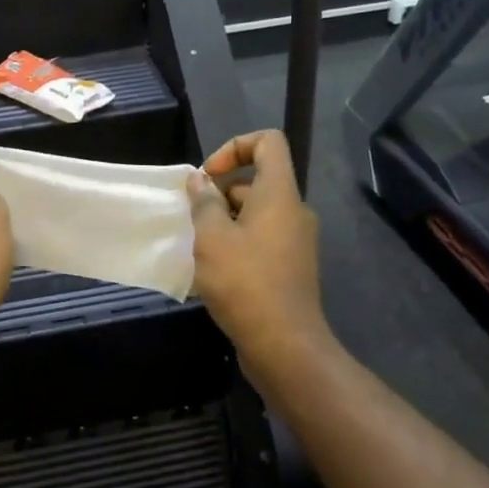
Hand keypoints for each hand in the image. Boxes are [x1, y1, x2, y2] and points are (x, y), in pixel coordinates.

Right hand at [187, 131, 325, 369]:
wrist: (285, 346)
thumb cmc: (245, 283)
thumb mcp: (212, 238)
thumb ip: (204, 203)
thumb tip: (199, 180)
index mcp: (279, 194)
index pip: (269, 142)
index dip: (235, 146)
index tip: (208, 176)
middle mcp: (293, 211)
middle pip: (258, 180)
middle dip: (221, 192)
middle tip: (193, 217)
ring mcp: (295, 241)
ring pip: (257, 213)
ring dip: (225, 220)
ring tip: (198, 246)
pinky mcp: (291, 267)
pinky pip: (262, 239)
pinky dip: (238, 243)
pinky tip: (213, 270)